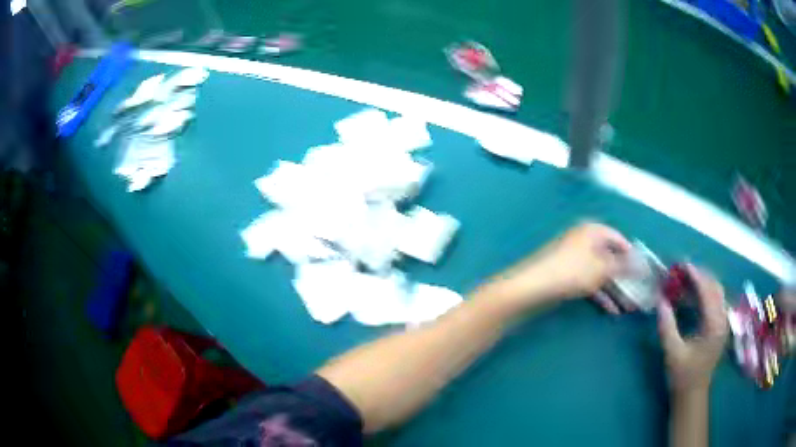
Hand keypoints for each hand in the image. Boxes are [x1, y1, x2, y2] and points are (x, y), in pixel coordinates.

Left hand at [487, 222, 630, 308]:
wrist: (532, 287)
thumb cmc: (572, 272)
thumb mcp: (603, 268)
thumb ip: (625, 266)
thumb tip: (643, 264)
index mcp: (593, 231)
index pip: (618, 238)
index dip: (632, 254)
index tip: (643, 270)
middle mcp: (584, 241)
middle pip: (610, 258)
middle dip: (625, 277)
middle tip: (638, 292)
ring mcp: (574, 259)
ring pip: (601, 273)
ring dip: (615, 289)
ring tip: (628, 306)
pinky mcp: (567, 276)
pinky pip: (589, 283)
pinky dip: (601, 295)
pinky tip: (612, 311)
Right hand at [658, 265, 727, 393]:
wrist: (693, 395)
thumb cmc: (683, 376)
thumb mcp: (673, 353)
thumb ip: (667, 326)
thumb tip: (660, 299)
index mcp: (714, 325)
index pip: (708, 291)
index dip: (696, 276)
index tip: (682, 265)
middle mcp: (723, 319)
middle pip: (715, 287)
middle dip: (701, 275)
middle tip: (683, 270)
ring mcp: (723, 322)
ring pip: (718, 292)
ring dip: (704, 282)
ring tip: (688, 277)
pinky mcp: (720, 326)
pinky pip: (716, 300)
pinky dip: (706, 292)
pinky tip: (695, 294)